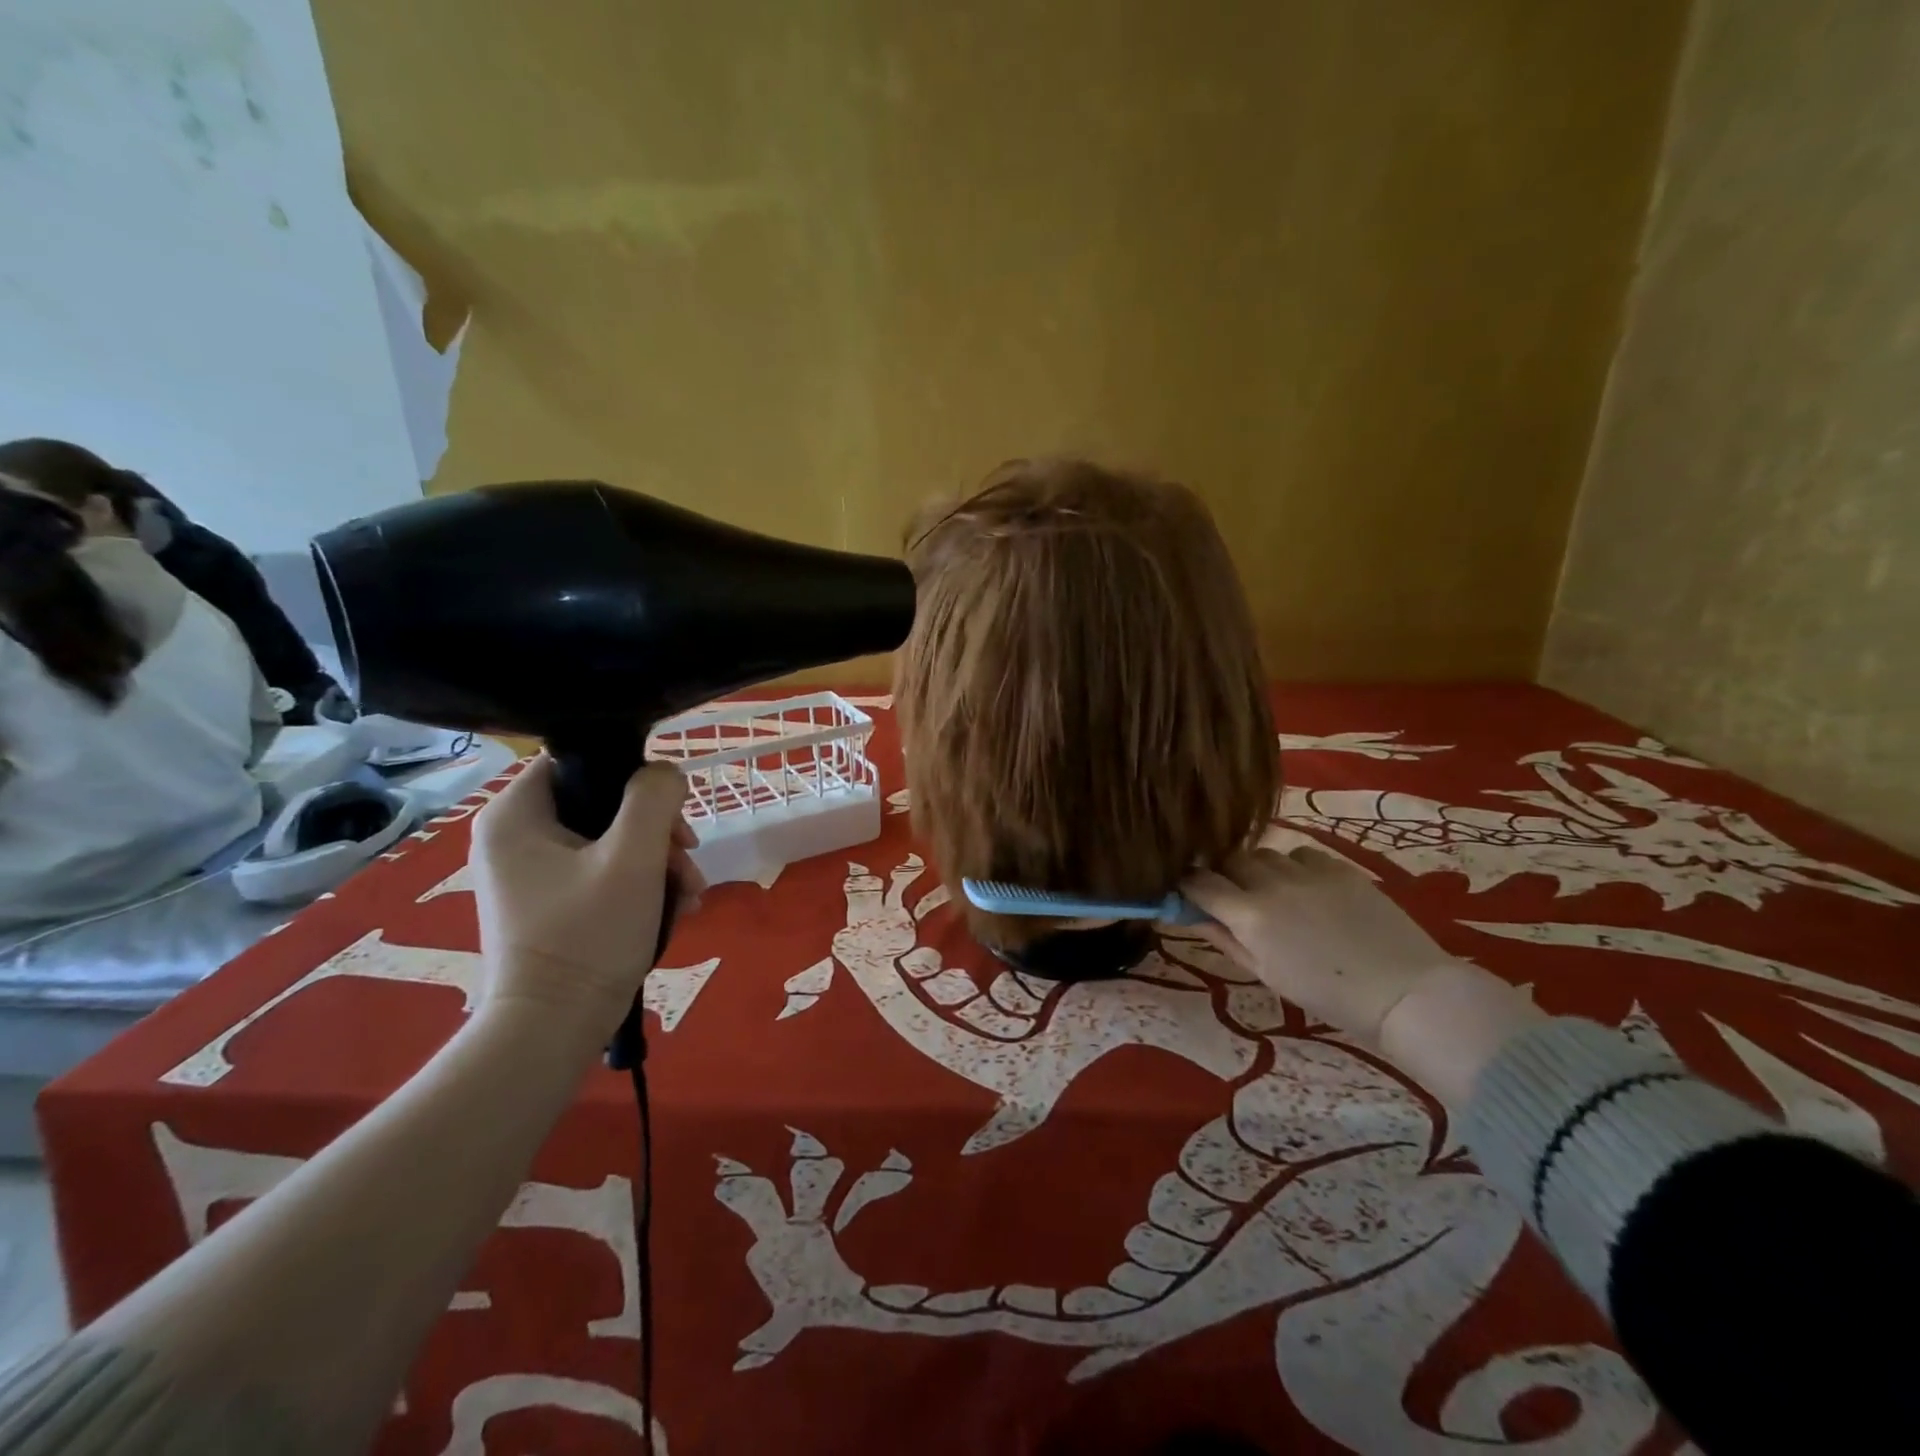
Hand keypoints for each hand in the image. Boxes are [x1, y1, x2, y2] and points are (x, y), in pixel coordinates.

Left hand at [468, 754, 705, 1036]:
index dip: (632, 777)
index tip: (670, 813)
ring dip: (658, 861)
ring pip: (610, 840)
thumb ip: (654, 798)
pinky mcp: (549, 903)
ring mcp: (530, 873)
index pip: (579, 760)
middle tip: (688, 859)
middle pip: (602, 803)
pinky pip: (602, 872)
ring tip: (690, 893)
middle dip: (657, 831)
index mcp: (515, 814)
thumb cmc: (587, 935)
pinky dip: (641, 884)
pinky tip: (675, 909)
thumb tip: (666, 773)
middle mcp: (513, 836)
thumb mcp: (634, 857)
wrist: (552, 1031)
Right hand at [1183, 846, 1461, 1046]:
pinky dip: (1292, 866)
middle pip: (1228, 860)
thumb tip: (1192, 916)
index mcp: (1249, 916)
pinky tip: (1306, 888)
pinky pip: (1300, 853)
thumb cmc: (1327, 995)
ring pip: (1262, 852)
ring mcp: (1306, 870)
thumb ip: (1225, 939)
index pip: (1198, 883)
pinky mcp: (1337, 865)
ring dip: (1256, 868)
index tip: (1186, 893)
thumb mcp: (1266, 973)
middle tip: (1231, 896)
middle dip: (1222, 874)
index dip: (1187, 885)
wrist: (1403, 991)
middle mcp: (1271, 883)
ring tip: (1271, 891)